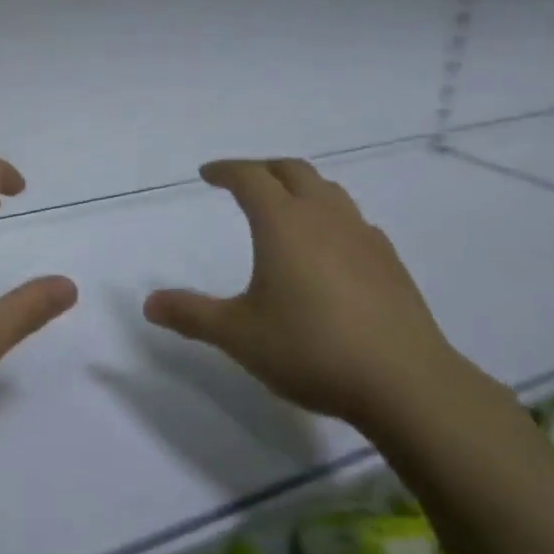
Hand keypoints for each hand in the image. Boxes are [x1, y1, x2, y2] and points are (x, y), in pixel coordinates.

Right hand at [144, 159, 461, 426]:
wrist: (405, 383)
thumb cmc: (310, 349)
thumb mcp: (238, 335)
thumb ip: (191, 315)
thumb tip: (149, 303)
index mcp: (283, 223)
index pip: (250, 177)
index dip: (225, 170)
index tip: (207, 174)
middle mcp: (324, 217)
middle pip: (293, 171)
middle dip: (263, 169)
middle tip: (243, 181)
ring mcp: (363, 237)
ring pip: (329, 191)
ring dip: (301, 188)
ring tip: (285, 208)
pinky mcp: (389, 263)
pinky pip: (353, 221)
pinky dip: (330, 218)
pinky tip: (329, 250)